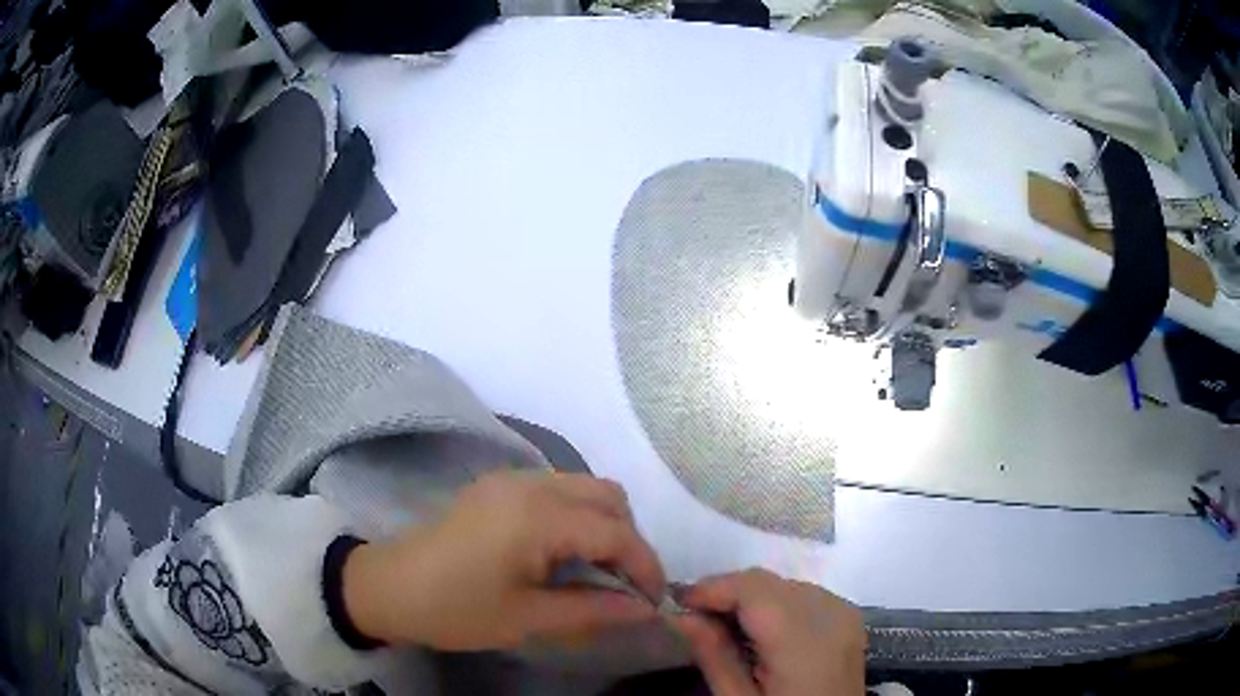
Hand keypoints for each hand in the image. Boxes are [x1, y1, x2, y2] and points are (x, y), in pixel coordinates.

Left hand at [341, 471, 665, 650]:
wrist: (390, 587)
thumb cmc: (456, 609)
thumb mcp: (528, 619)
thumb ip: (594, 610)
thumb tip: (645, 609)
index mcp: (538, 517)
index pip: (616, 532)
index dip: (645, 567)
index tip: (654, 600)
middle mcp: (531, 484)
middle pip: (609, 496)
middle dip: (629, 539)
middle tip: (623, 584)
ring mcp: (512, 479)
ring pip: (585, 487)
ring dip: (604, 524)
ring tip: (597, 571)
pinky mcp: (499, 485)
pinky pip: (559, 489)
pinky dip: (577, 516)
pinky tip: (564, 552)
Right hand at [673, 568, 865, 695]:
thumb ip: (713, 656)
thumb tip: (681, 615)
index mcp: (802, 640)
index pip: (752, 588)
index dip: (712, 588)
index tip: (677, 602)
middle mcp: (830, 614)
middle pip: (769, 582)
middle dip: (727, 592)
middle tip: (694, 617)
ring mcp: (844, 614)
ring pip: (785, 584)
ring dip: (751, 597)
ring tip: (723, 626)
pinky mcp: (849, 619)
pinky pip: (805, 595)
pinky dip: (776, 603)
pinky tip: (759, 631)